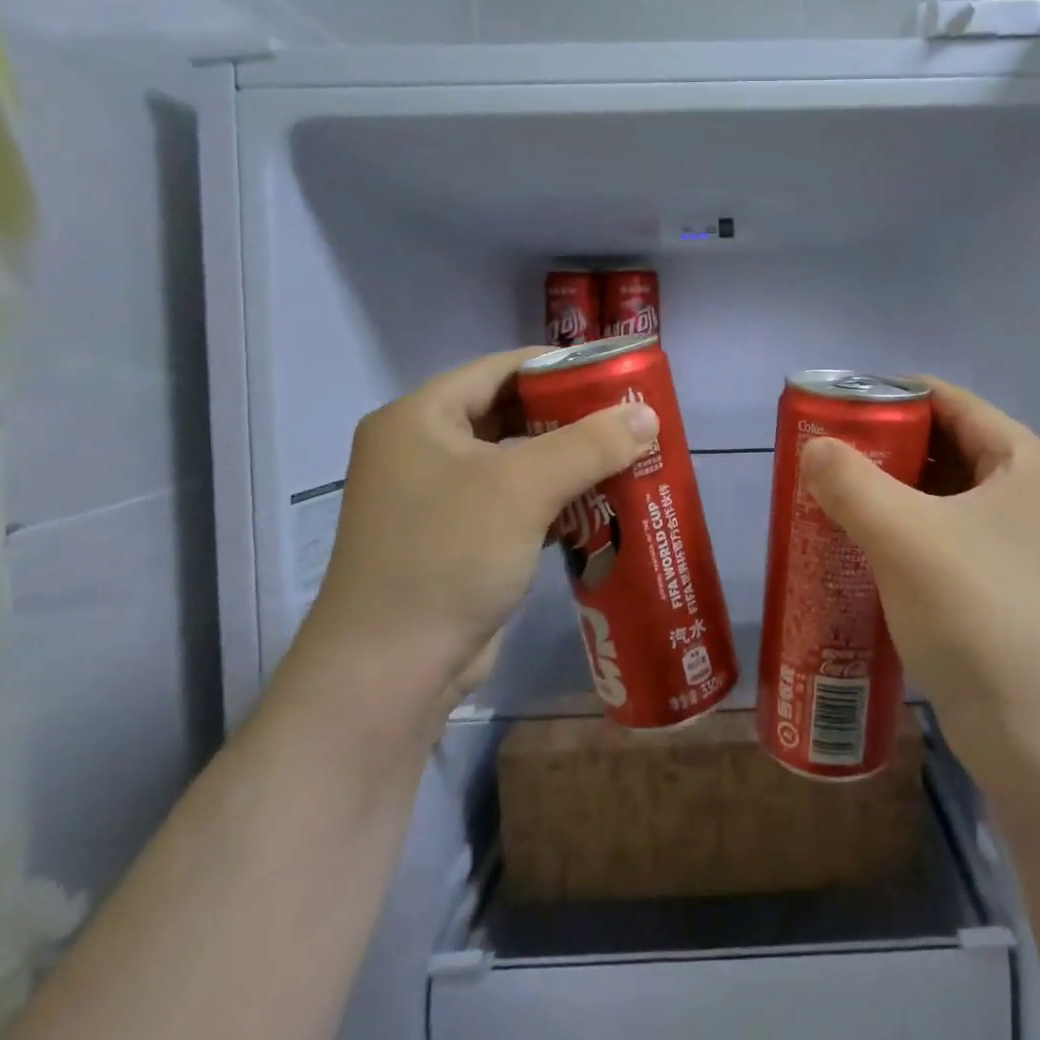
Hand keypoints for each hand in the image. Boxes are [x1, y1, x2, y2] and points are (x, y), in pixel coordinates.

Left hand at [277, 348, 658, 757]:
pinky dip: (556, 502)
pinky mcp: (458, 542)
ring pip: (517, 463)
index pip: (501, 369)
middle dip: (573, 418)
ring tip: (629, 457)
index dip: (561, 366)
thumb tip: (649, 413)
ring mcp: (438, 500)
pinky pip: (515, 504)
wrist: (390, 673)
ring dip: (570, 463)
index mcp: (420, 418)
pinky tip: (603, 506)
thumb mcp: (524, 488)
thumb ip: (591, 444)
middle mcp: (423, 450)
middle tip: (631, 418)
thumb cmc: (448, 556)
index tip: (617, 373)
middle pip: (511, 415)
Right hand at [798, 377, 1039, 786]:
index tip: (843, 404)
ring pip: (952, 502)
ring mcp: (1032, 553)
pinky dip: (913, 537)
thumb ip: (850, 481)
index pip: (957, 403)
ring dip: (898, 497)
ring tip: (838, 499)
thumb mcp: (902, 536)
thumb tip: (813, 448)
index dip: (898, 395)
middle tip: (831, 456)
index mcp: (1030, 467)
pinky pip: (955, 543)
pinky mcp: (1016, 596)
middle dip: (891, 449)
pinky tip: (868, 551)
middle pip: (954, 450)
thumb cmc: (978, 614)